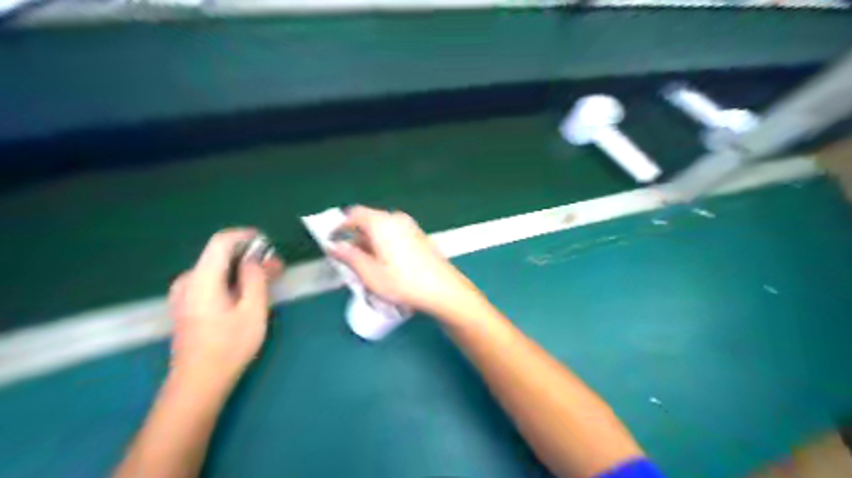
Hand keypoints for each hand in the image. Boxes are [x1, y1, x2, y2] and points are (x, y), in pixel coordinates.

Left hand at [167, 230, 281, 382]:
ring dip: (243, 269)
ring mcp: (184, 294)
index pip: (221, 241)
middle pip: (220, 255)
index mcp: (202, 279)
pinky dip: (233, 280)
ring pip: (218, 269)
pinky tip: (249, 291)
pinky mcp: (187, 305)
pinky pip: (212, 281)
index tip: (268, 241)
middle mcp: (188, 281)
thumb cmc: (229, 346)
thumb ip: (255, 278)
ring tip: (268, 279)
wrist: (198, 382)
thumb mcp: (252, 310)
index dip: (245, 235)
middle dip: (250, 256)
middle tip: (276, 267)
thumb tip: (255, 258)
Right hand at [326, 205, 485, 321]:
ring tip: (367, 266)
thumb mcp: (370, 274)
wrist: (443, 290)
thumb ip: (349, 257)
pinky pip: (395, 234)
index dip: (340, 226)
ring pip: (382, 229)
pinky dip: (385, 244)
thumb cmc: (404, 283)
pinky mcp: (420, 236)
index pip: (354, 214)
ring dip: (370, 242)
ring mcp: (410, 227)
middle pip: (369, 221)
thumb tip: (334, 246)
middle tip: (348, 258)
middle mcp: (396, 219)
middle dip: (356, 237)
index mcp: (381, 223)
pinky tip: (386, 265)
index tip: (332, 240)